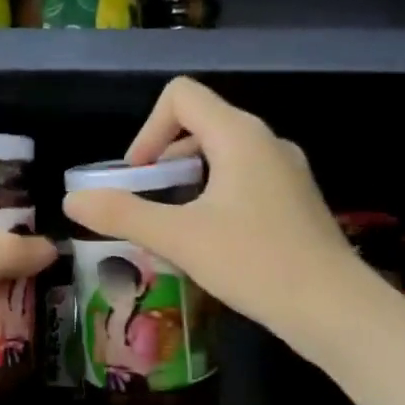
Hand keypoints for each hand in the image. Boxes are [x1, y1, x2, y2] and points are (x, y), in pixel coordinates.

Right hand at [62, 78, 356, 355]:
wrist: (333, 308)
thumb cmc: (254, 263)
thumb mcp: (179, 238)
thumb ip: (122, 214)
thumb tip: (71, 200)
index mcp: (239, 135)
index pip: (182, 96)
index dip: (148, 129)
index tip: (139, 177)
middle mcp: (267, 141)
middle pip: (201, 124)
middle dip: (165, 158)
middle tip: (151, 204)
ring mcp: (287, 170)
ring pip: (224, 154)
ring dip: (189, 180)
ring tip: (177, 226)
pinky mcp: (296, 198)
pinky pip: (245, 179)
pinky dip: (216, 196)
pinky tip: (213, 241)